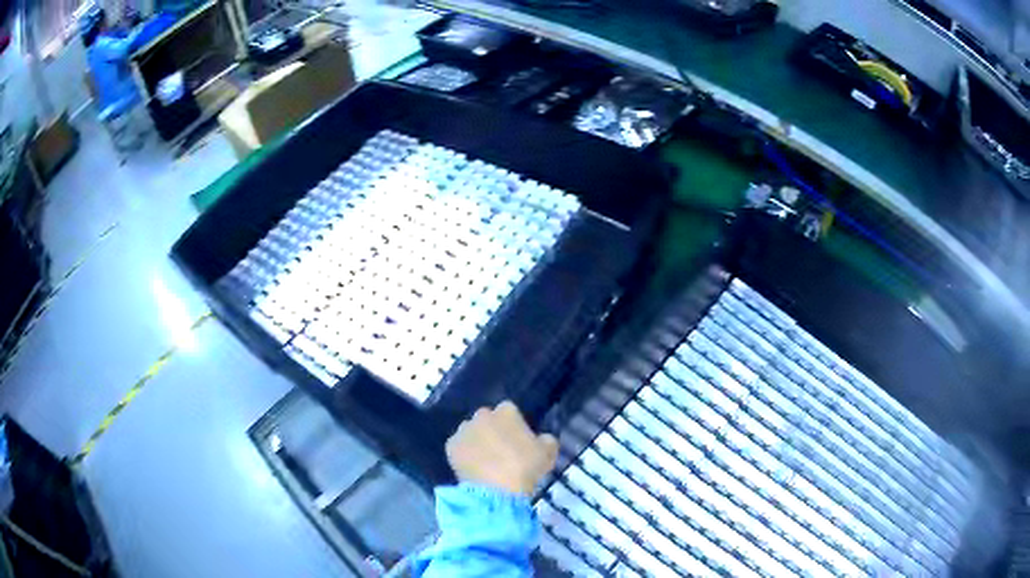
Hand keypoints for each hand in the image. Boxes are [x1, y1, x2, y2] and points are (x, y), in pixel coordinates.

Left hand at [445, 401, 559, 496]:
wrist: (498, 490)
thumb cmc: (526, 468)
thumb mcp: (548, 452)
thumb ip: (546, 440)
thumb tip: (541, 439)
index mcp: (507, 411)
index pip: (510, 411)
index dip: (513, 426)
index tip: (517, 441)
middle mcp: (482, 415)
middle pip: (487, 419)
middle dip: (492, 430)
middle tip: (500, 451)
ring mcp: (464, 430)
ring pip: (471, 432)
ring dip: (476, 441)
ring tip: (485, 461)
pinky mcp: (451, 446)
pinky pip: (458, 447)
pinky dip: (463, 454)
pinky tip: (472, 467)